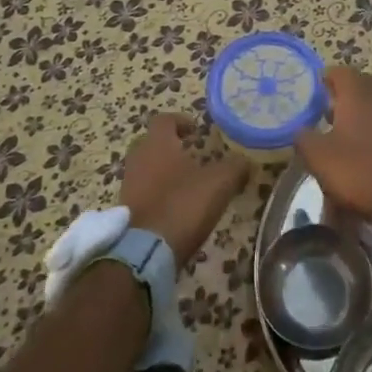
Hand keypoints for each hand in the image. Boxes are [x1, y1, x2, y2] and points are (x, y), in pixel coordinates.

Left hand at [119, 113, 250, 263]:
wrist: (145, 251)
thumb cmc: (182, 205)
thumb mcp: (219, 183)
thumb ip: (235, 167)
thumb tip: (245, 161)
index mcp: (157, 144)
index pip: (164, 120)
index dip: (181, 121)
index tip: (196, 130)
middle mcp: (138, 159)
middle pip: (152, 143)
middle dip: (171, 146)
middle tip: (192, 154)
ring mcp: (129, 185)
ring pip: (146, 168)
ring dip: (164, 171)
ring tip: (188, 183)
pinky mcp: (126, 209)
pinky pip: (143, 191)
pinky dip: (158, 193)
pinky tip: (177, 206)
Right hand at [291, 67, 371, 218]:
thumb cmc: (358, 170)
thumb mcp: (319, 157)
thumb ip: (304, 138)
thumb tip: (301, 130)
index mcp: (358, 97)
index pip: (342, 72)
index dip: (328, 77)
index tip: (317, 89)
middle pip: (366, 84)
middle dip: (349, 92)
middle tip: (333, 108)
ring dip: (366, 114)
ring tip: (350, 135)